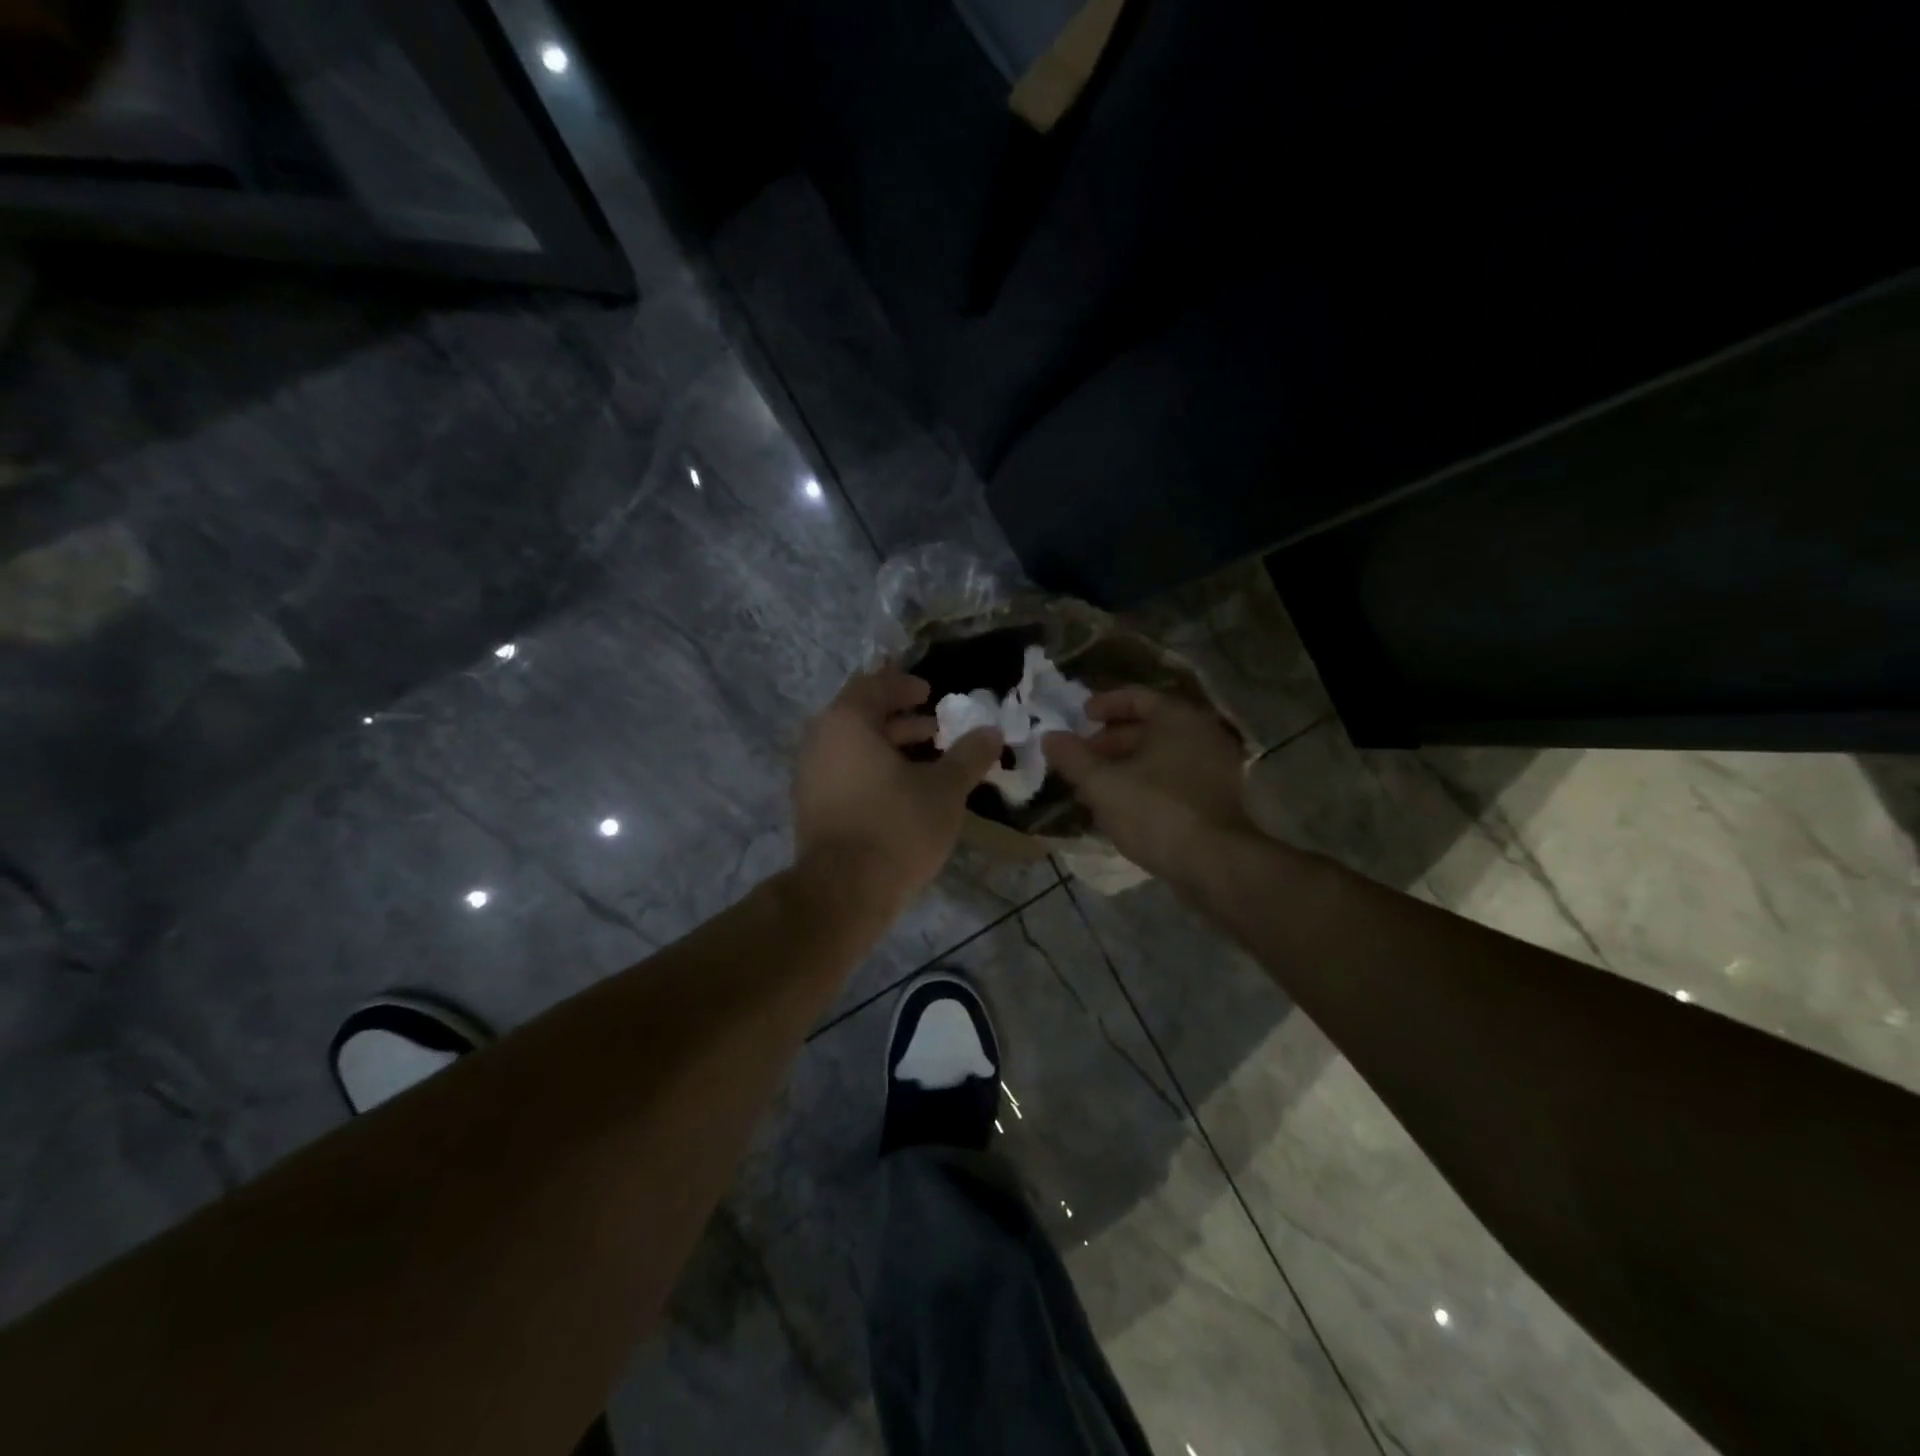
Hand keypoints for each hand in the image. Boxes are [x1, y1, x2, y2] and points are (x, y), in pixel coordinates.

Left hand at [793, 667, 1002, 910]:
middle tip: (935, 728)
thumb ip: (969, 755)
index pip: (874, 685)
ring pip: (853, 747)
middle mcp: (820, 741)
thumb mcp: (945, 789)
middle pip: (861, 715)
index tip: (929, 694)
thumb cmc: (897, 826)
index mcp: (847, 722)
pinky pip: (845, 772)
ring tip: (928, 761)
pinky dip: (873, 770)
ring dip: (890, 746)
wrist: (844, 891)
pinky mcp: (812, 806)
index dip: (904, 685)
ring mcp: (810, 775)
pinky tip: (903, 791)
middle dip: (900, 718)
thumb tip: (991, 732)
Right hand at [1042, 687, 1253, 883]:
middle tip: (1081, 759)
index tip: (1081, 717)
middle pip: (1149, 728)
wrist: (1214, 863)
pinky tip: (1122, 807)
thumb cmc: (1155, 811)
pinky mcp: (1218, 798)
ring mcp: (1216, 767)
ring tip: (1093, 787)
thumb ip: (1073, 758)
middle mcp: (1202, 734)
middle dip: (1110, 742)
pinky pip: (1175, 778)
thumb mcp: (1102, 784)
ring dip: (1126, 766)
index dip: (1104, 705)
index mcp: (1177, 718)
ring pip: (1161, 757)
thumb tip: (1049, 737)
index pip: (1137, 698)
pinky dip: (1147, 784)